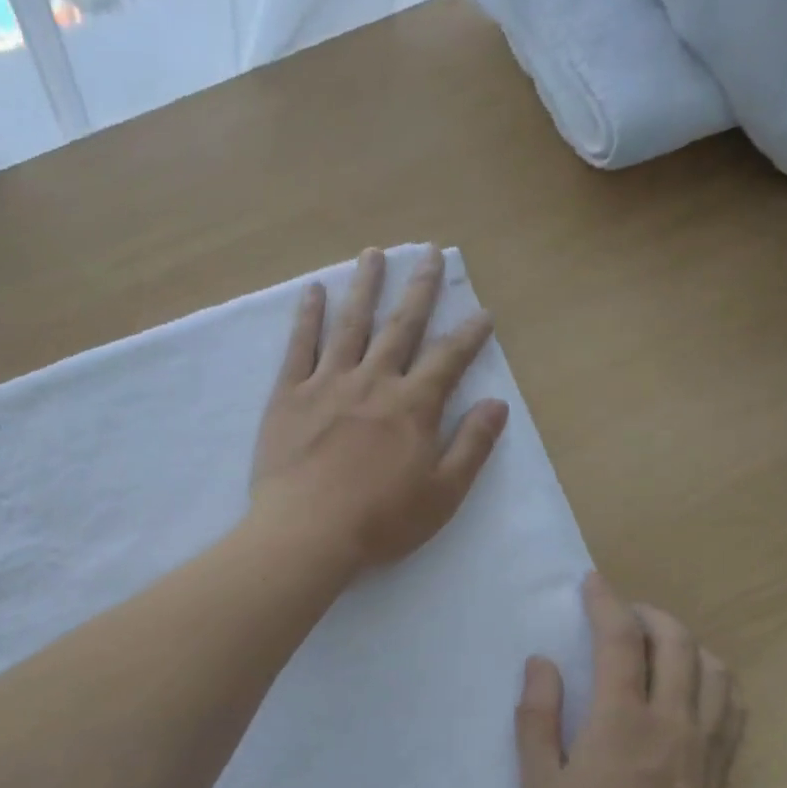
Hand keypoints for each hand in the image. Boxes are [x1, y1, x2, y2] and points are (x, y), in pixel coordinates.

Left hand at [250, 245, 508, 577]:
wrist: (308, 533)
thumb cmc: (381, 521)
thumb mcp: (443, 493)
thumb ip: (472, 446)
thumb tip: (497, 404)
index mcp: (414, 407)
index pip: (448, 359)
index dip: (469, 334)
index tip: (482, 312)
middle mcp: (374, 381)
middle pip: (401, 326)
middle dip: (420, 289)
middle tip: (430, 253)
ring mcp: (328, 383)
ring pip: (351, 324)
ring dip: (365, 286)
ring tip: (374, 254)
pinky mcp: (289, 396)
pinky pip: (300, 346)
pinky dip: (308, 317)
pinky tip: (315, 292)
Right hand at [516, 574, 743, 787]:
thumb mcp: (539, 785)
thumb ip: (536, 717)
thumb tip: (542, 663)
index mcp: (621, 721)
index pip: (621, 639)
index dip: (605, 601)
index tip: (591, 583)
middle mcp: (672, 720)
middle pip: (676, 640)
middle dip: (648, 612)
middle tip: (621, 613)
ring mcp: (706, 742)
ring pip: (713, 666)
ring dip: (685, 641)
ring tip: (658, 644)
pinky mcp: (723, 765)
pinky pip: (733, 702)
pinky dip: (715, 676)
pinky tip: (695, 683)